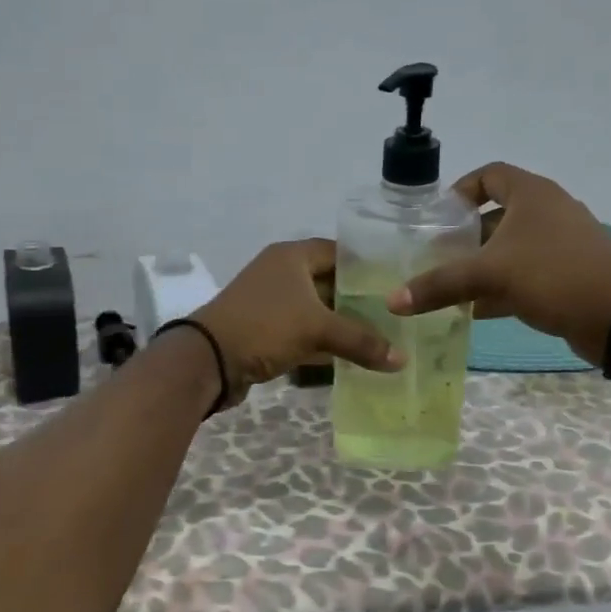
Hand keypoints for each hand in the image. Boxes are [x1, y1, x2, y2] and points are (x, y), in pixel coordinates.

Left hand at [192, 239, 402, 408]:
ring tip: (382, 337)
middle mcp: (281, 273)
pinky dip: (324, 342)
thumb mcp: (317, 329)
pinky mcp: (265, 330)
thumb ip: (362, 341)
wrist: (208, 359)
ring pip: (317, 310)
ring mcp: (271, 302)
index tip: (396, 283)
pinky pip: (303, 332)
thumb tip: (403, 359)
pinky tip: (351, 357)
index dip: (367, 266)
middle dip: (359, 300)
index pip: (339, 251)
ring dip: (342, 324)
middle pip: (329, 282)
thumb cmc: (265, 326)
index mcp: (292, 256)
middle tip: (395, 315)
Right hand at [388, 162, 610, 366]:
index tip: (438, 216)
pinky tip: (478, 310)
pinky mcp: (569, 273)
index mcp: (532, 194)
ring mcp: (562, 243)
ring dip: (482, 264)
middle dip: (466, 236)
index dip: (461, 190)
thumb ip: (440, 285)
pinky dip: (502, 285)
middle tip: (437, 255)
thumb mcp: (489, 275)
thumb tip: (392, 301)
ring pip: (511, 247)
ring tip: (451, 285)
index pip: (490, 175)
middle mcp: (548, 211)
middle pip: (497, 214)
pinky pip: (526, 271)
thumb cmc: (552, 275)